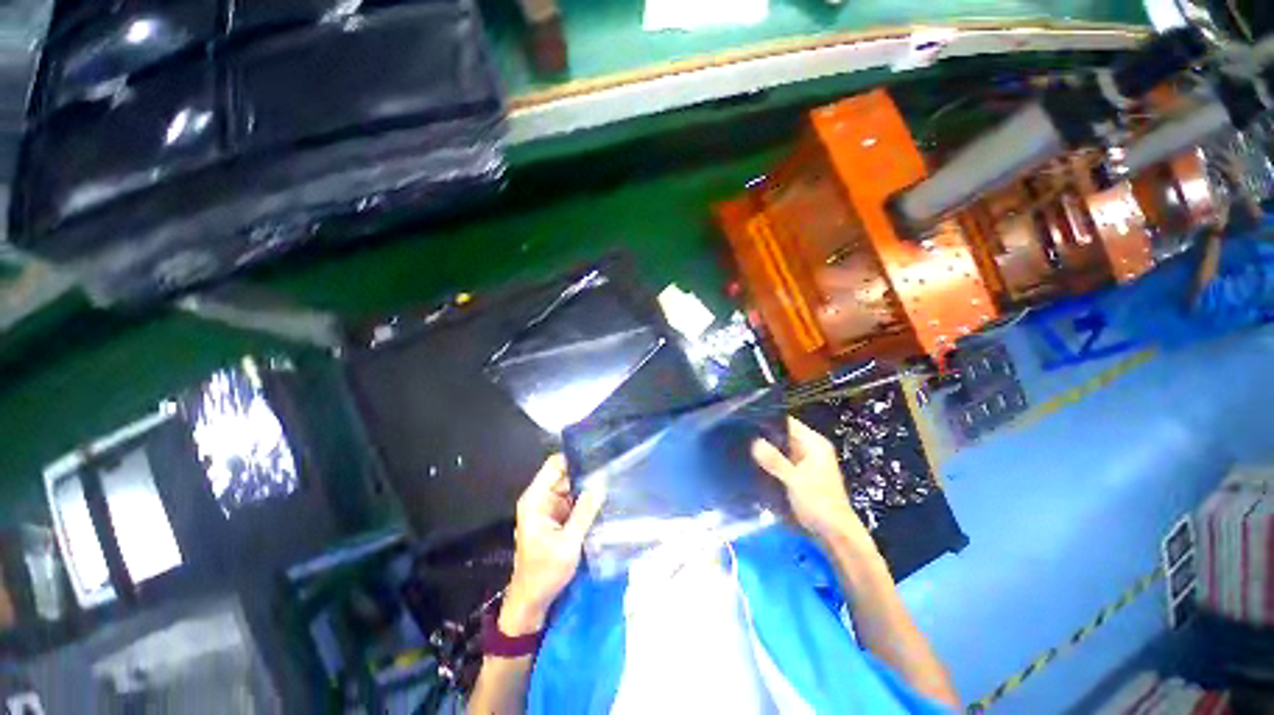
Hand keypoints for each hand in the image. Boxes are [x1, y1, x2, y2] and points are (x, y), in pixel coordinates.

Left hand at [500, 454, 604, 634]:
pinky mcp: (559, 517)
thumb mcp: (567, 543)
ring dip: (589, 485)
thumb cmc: (544, 573)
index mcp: (536, 499)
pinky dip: (587, 499)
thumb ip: (584, 512)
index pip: (554, 465)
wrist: (532, 602)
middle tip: (612, 468)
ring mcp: (550, 507)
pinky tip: (605, 496)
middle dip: (586, 471)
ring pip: (572, 486)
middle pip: (566, 474)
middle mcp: (541, 498)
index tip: (598, 454)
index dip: (574, 457)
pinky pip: (575, 500)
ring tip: (613, 479)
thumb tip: (600, 484)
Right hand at [752, 417, 871, 549]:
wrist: (835, 535)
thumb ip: (775, 460)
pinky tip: (752, 463)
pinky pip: (780, 461)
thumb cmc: (819, 503)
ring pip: (779, 449)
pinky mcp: (799, 475)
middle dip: (763, 436)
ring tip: (740, 447)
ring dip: (764, 450)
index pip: (787, 422)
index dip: (767, 420)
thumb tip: (754, 442)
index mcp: (813, 443)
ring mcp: (804, 462)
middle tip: (737, 435)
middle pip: (781, 435)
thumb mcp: (795, 480)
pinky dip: (769, 462)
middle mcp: (809, 448)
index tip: (745, 421)